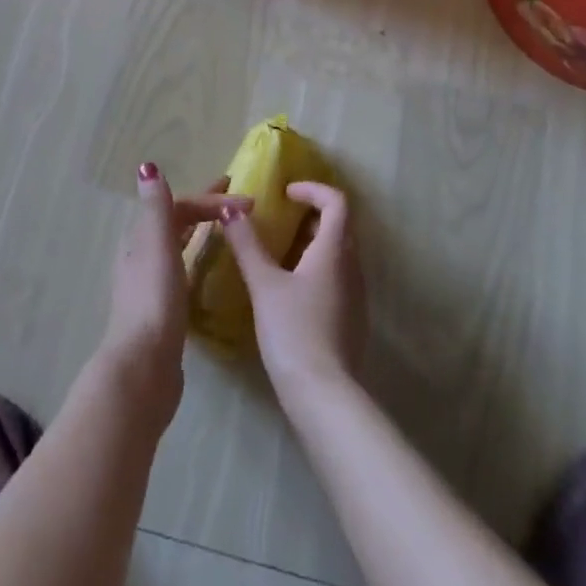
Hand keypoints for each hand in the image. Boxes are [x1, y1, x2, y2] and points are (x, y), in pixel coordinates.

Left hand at [101, 163, 250, 415]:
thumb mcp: (156, 244)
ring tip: (229, 227)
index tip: (247, 200)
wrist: (144, 366)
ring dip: (202, 230)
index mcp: (141, 238)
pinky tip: (212, 269)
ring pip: (179, 245)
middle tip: (241, 201)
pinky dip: (199, 258)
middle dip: (207, 207)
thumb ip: (156, 206)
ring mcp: (152, 284)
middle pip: (177, 222)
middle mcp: (143, 256)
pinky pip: (184, 270)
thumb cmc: (154, 299)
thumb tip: (147, 166)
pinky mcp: (164, 310)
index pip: (179, 205)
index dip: (210, 199)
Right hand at [220, 182, 365, 399]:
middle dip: (310, 215)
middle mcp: (352, 267)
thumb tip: (231, 209)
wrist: (324, 396)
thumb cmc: (293, 330)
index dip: (313, 189)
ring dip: (312, 243)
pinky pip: (336, 278)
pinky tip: (291, 289)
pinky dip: (316, 268)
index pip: (336, 202)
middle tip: (279, 218)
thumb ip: (247, 244)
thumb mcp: (264, 284)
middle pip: (339, 226)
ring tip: (279, 251)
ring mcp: (355, 296)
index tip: (286, 193)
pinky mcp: (351, 320)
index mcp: (334, 250)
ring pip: (338, 254)